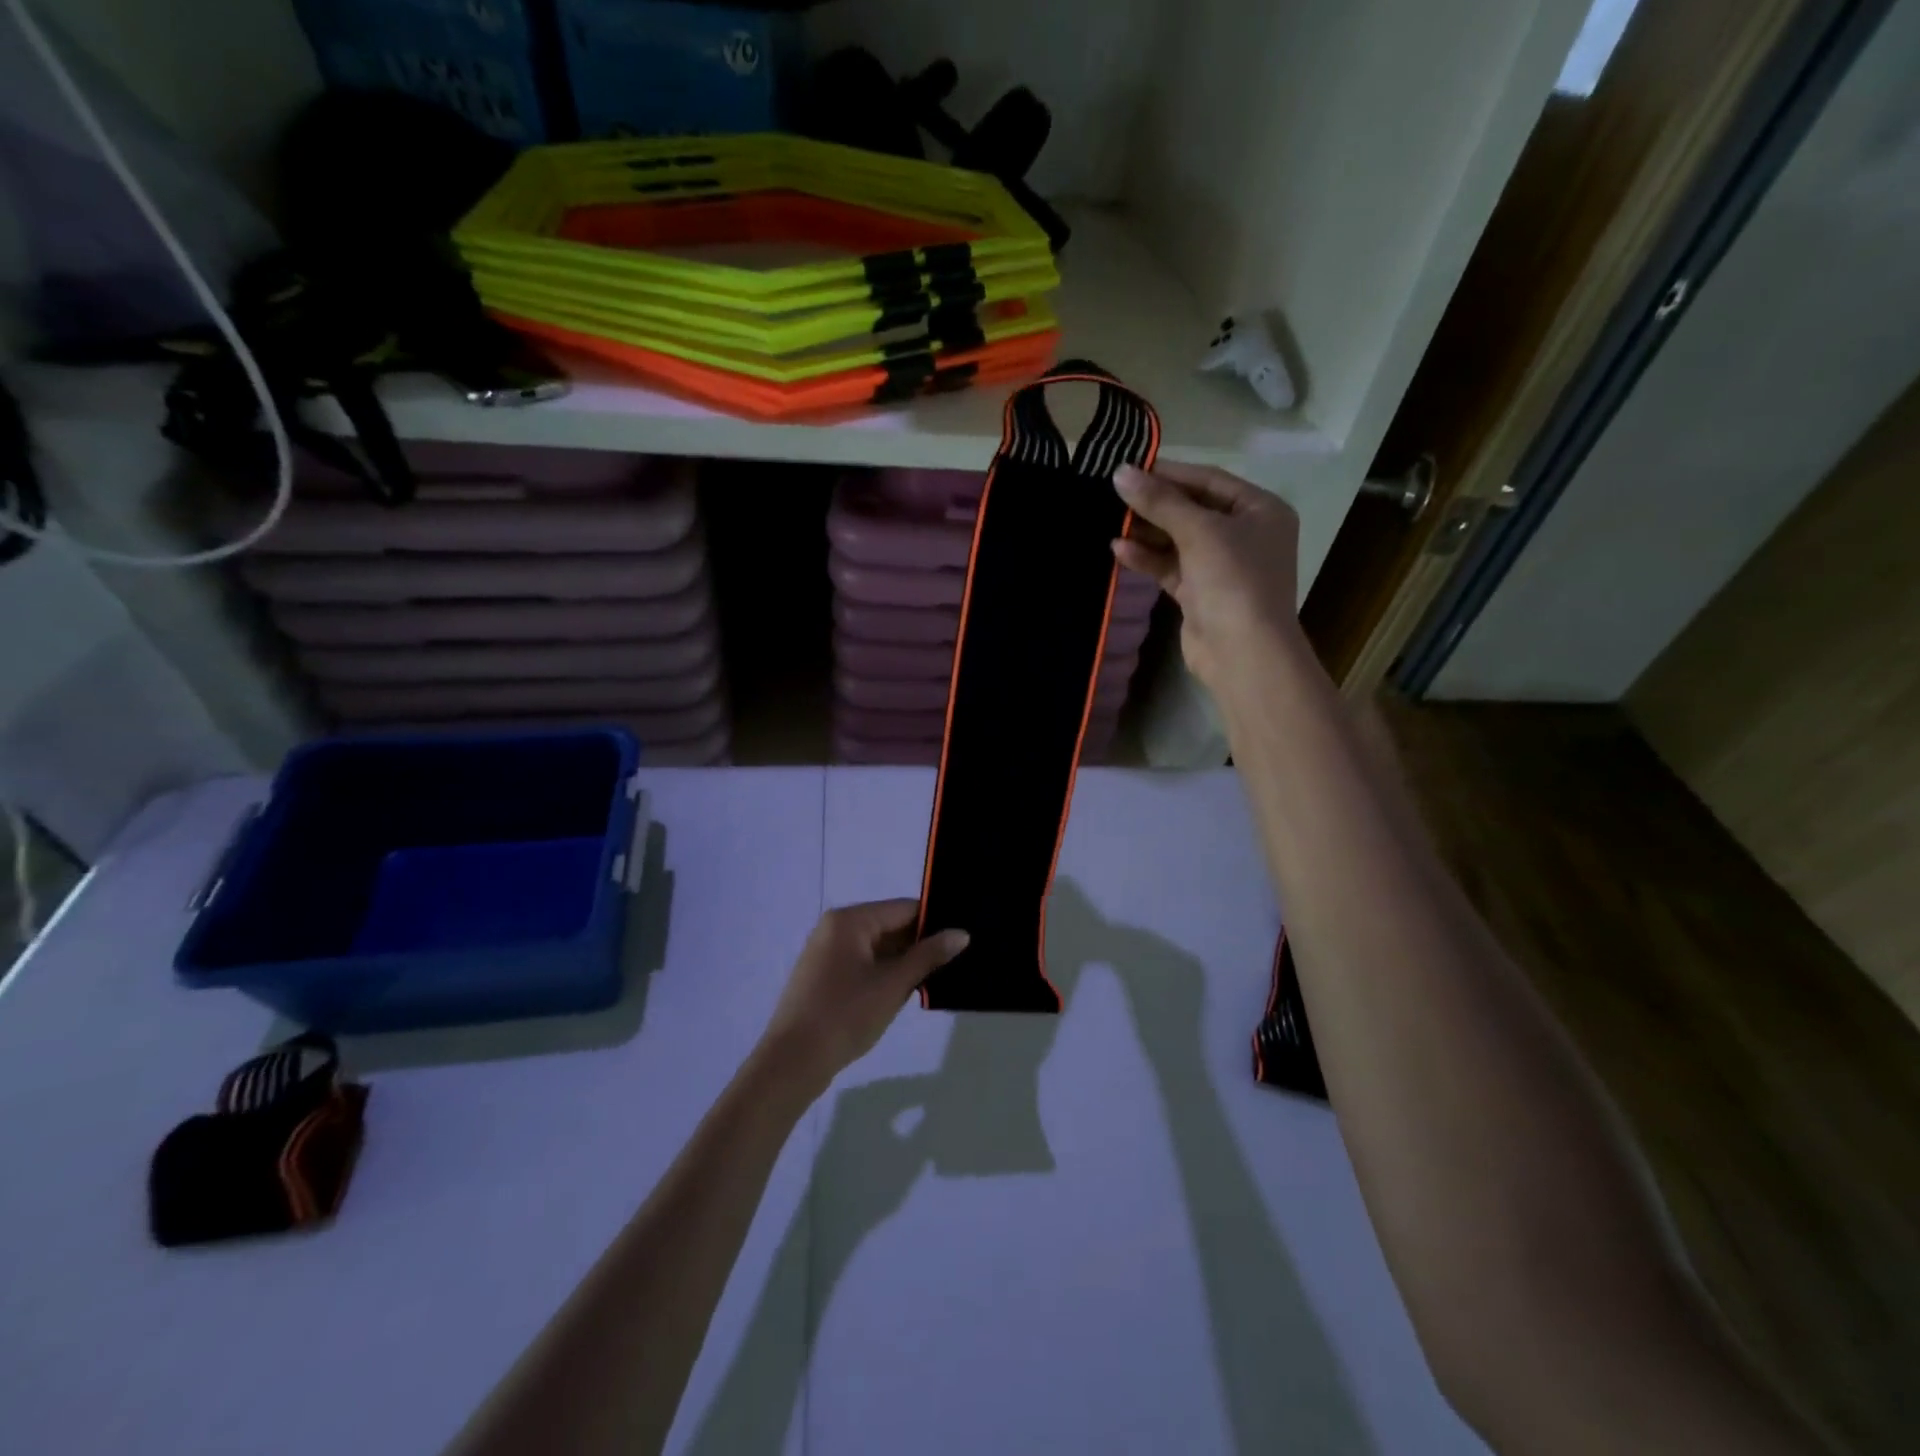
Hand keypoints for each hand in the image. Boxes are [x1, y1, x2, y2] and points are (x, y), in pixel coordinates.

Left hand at [759, 901, 968, 1089]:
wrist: (792, 1062)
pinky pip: (862, 962)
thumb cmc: (845, 1016)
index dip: (935, 922)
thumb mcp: (893, 985)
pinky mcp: (823, 974)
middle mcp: (836, 927)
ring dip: (903, 961)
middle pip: (889, 925)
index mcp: (850, 920)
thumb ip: (928, 956)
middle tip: (956, 961)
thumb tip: (961, 933)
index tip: (962, 938)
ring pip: (877, 946)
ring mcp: (826, 950)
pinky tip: (906, 990)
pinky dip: (884, 972)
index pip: (904, 908)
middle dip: (920, 944)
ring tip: (937, 977)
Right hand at [1111, 462, 1302, 694]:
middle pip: (1193, 510)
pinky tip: (1119, 550)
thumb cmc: (1233, 580)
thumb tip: (1120, 473)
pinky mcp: (1201, 594)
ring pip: (1179, 540)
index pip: (1210, 480)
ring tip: (1111, 521)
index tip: (1130, 468)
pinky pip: (1171, 567)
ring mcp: (1222, 567)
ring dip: (1147, 532)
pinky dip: (1148, 558)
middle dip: (1155, 504)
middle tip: (1114, 495)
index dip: (1170, 473)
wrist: (1243, 652)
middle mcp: (1245, 535)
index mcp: (1260, 511)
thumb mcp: (1199, 532)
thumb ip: (1160, 502)